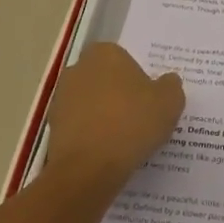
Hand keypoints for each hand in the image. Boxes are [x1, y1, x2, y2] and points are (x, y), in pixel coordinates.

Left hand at [45, 43, 183, 184]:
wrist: (88, 169)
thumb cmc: (132, 123)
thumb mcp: (170, 102)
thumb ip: (170, 86)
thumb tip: (167, 82)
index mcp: (105, 54)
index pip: (123, 57)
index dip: (136, 76)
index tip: (148, 98)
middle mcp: (78, 69)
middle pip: (104, 79)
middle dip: (117, 93)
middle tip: (139, 116)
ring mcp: (61, 99)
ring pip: (90, 103)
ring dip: (103, 115)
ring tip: (125, 140)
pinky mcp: (52, 128)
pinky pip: (80, 127)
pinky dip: (91, 136)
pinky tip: (107, 154)